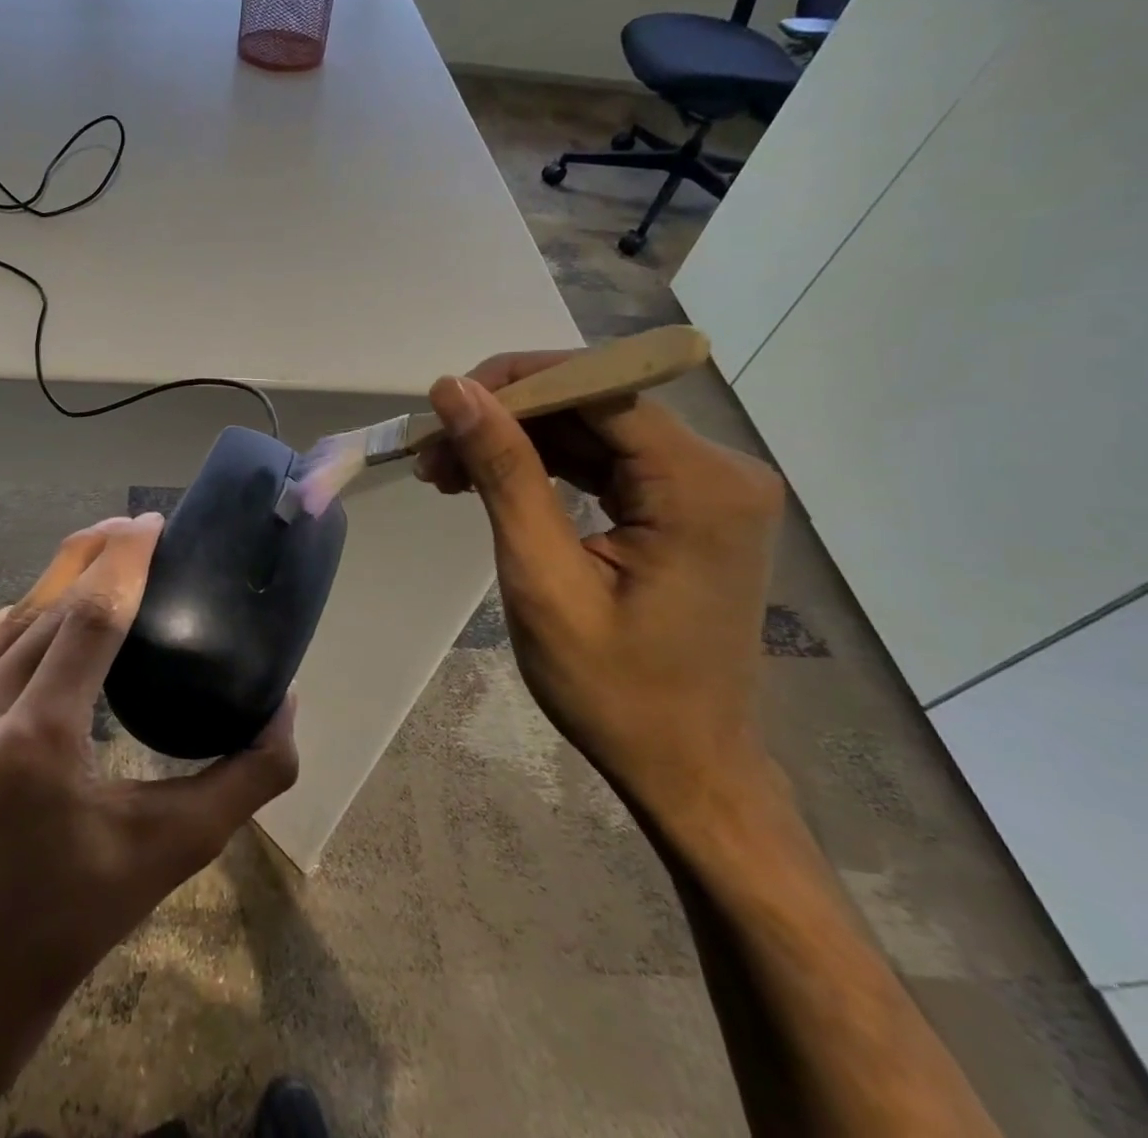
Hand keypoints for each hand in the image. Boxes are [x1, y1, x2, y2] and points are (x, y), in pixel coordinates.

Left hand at [0, 514, 297, 1137]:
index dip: (123, 560)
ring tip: (93, 571)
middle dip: (91, 559)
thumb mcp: (178, 847)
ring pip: (2, 623)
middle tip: (130, 529)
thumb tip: (287, 702)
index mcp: (37, 743)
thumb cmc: (81, 910)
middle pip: (43, 608)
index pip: (89, 616)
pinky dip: (4, 627)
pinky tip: (33, 621)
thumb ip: (249, 775)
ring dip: (51, 590)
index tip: (151, 523)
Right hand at [415, 354, 785, 831]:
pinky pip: (604, 461)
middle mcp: (719, 469)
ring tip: (445, 471)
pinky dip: (542, 466)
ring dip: (515, 442)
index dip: (513, 384)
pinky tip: (489, 483)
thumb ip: (504, 474)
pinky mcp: (687, 506)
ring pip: (592, 429)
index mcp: (700, 485)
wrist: (687, 767)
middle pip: (594, 403)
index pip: (597, 388)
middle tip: (431, 453)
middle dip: (505, 419)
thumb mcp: (543, 579)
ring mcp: (707, 487)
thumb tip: (455, 389)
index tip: (441, 409)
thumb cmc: (615, 690)